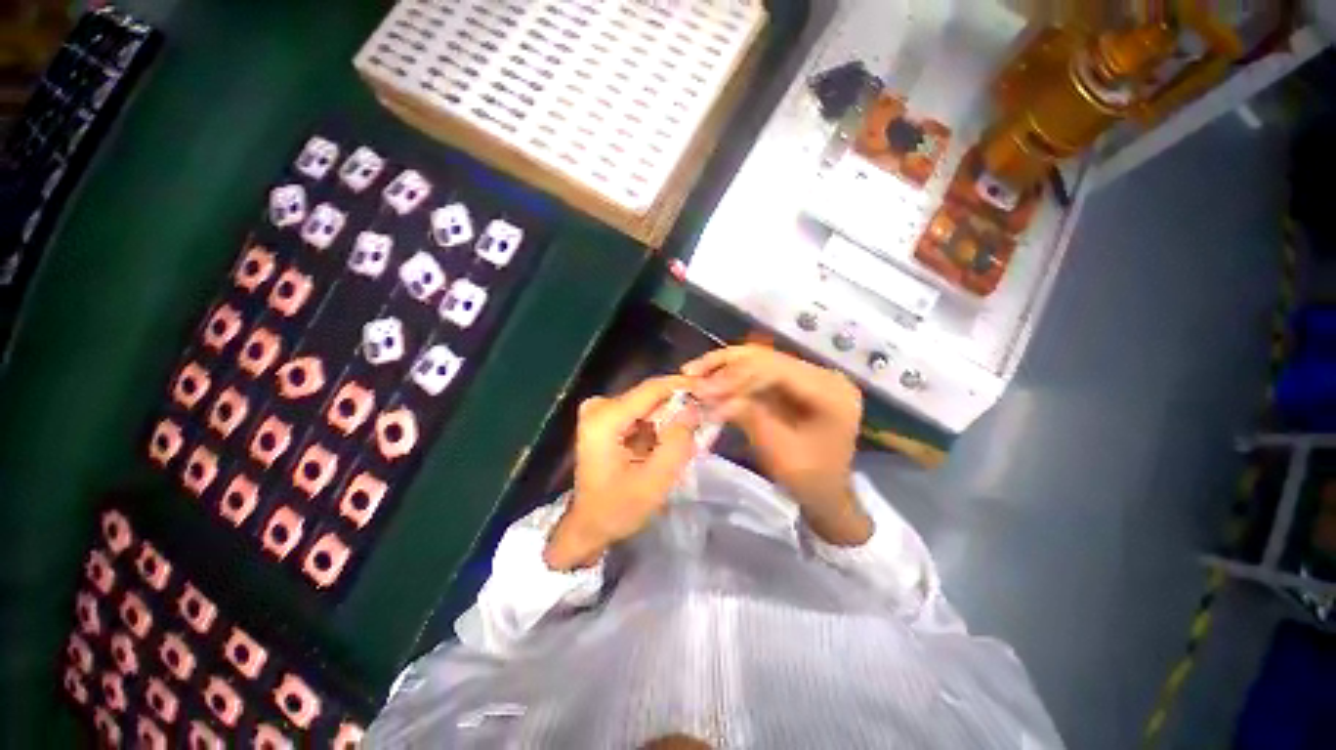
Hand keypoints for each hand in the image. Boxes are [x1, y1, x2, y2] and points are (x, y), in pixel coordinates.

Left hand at [544, 376, 700, 570]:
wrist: (588, 526)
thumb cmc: (617, 509)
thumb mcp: (654, 482)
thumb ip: (677, 443)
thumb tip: (693, 408)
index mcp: (605, 419)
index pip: (651, 389)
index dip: (683, 386)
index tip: (710, 389)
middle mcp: (599, 407)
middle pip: (649, 396)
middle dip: (679, 404)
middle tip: (707, 414)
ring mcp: (600, 413)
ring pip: (648, 405)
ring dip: (671, 415)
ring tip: (695, 428)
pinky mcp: (605, 421)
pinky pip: (641, 413)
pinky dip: (660, 424)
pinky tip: (674, 437)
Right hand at [683, 346, 870, 545]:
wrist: (827, 494)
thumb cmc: (808, 479)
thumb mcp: (777, 450)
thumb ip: (748, 415)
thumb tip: (708, 391)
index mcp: (831, 392)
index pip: (778, 370)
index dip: (736, 374)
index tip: (702, 387)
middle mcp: (824, 375)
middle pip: (768, 358)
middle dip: (726, 366)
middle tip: (692, 373)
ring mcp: (810, 376)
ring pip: (761, 360)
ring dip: (726, 367)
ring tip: (695, 372)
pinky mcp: (795, 382)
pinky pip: (761, 372)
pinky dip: (734, 376)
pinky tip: (712, 379)